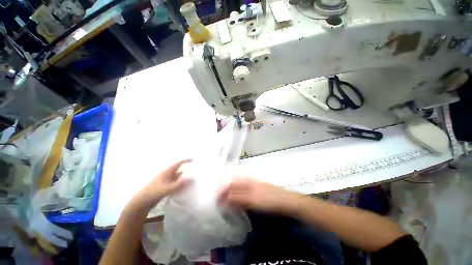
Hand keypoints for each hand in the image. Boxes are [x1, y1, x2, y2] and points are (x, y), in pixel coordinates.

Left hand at [133, 159, 191, 208]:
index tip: (193, 159)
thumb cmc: (153, 193)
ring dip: (183, 178)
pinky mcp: (165, 188)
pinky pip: (175, 184)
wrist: (141, 203)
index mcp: (167, 172)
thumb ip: (179, 184)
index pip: (178, 164)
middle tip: (195, 170)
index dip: (185, 161)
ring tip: (192, 179)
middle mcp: (167, 175)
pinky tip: (184, 188)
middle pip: (178, 170)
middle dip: (186, 170)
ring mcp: (166, 182)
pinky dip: (180, 184)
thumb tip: (191, 177)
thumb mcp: (167, 188)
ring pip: (177, 178)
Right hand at [218, 177, 302, 214]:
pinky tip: (237, 204)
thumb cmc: (269, 200)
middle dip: (225, 192)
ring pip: (238, 188)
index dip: (223, 190)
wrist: (286, 202)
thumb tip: (224, 197)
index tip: (216, 200)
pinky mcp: (256, 192)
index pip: (231, 183)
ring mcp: (253, 185)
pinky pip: (243, 193)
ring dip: (231, 195)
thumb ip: (238, 197)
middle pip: (233, 185)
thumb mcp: (252, 199)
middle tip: (219, 203)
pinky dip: (238, 198)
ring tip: (226, 204)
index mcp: (247, 180)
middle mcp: (248, 181)